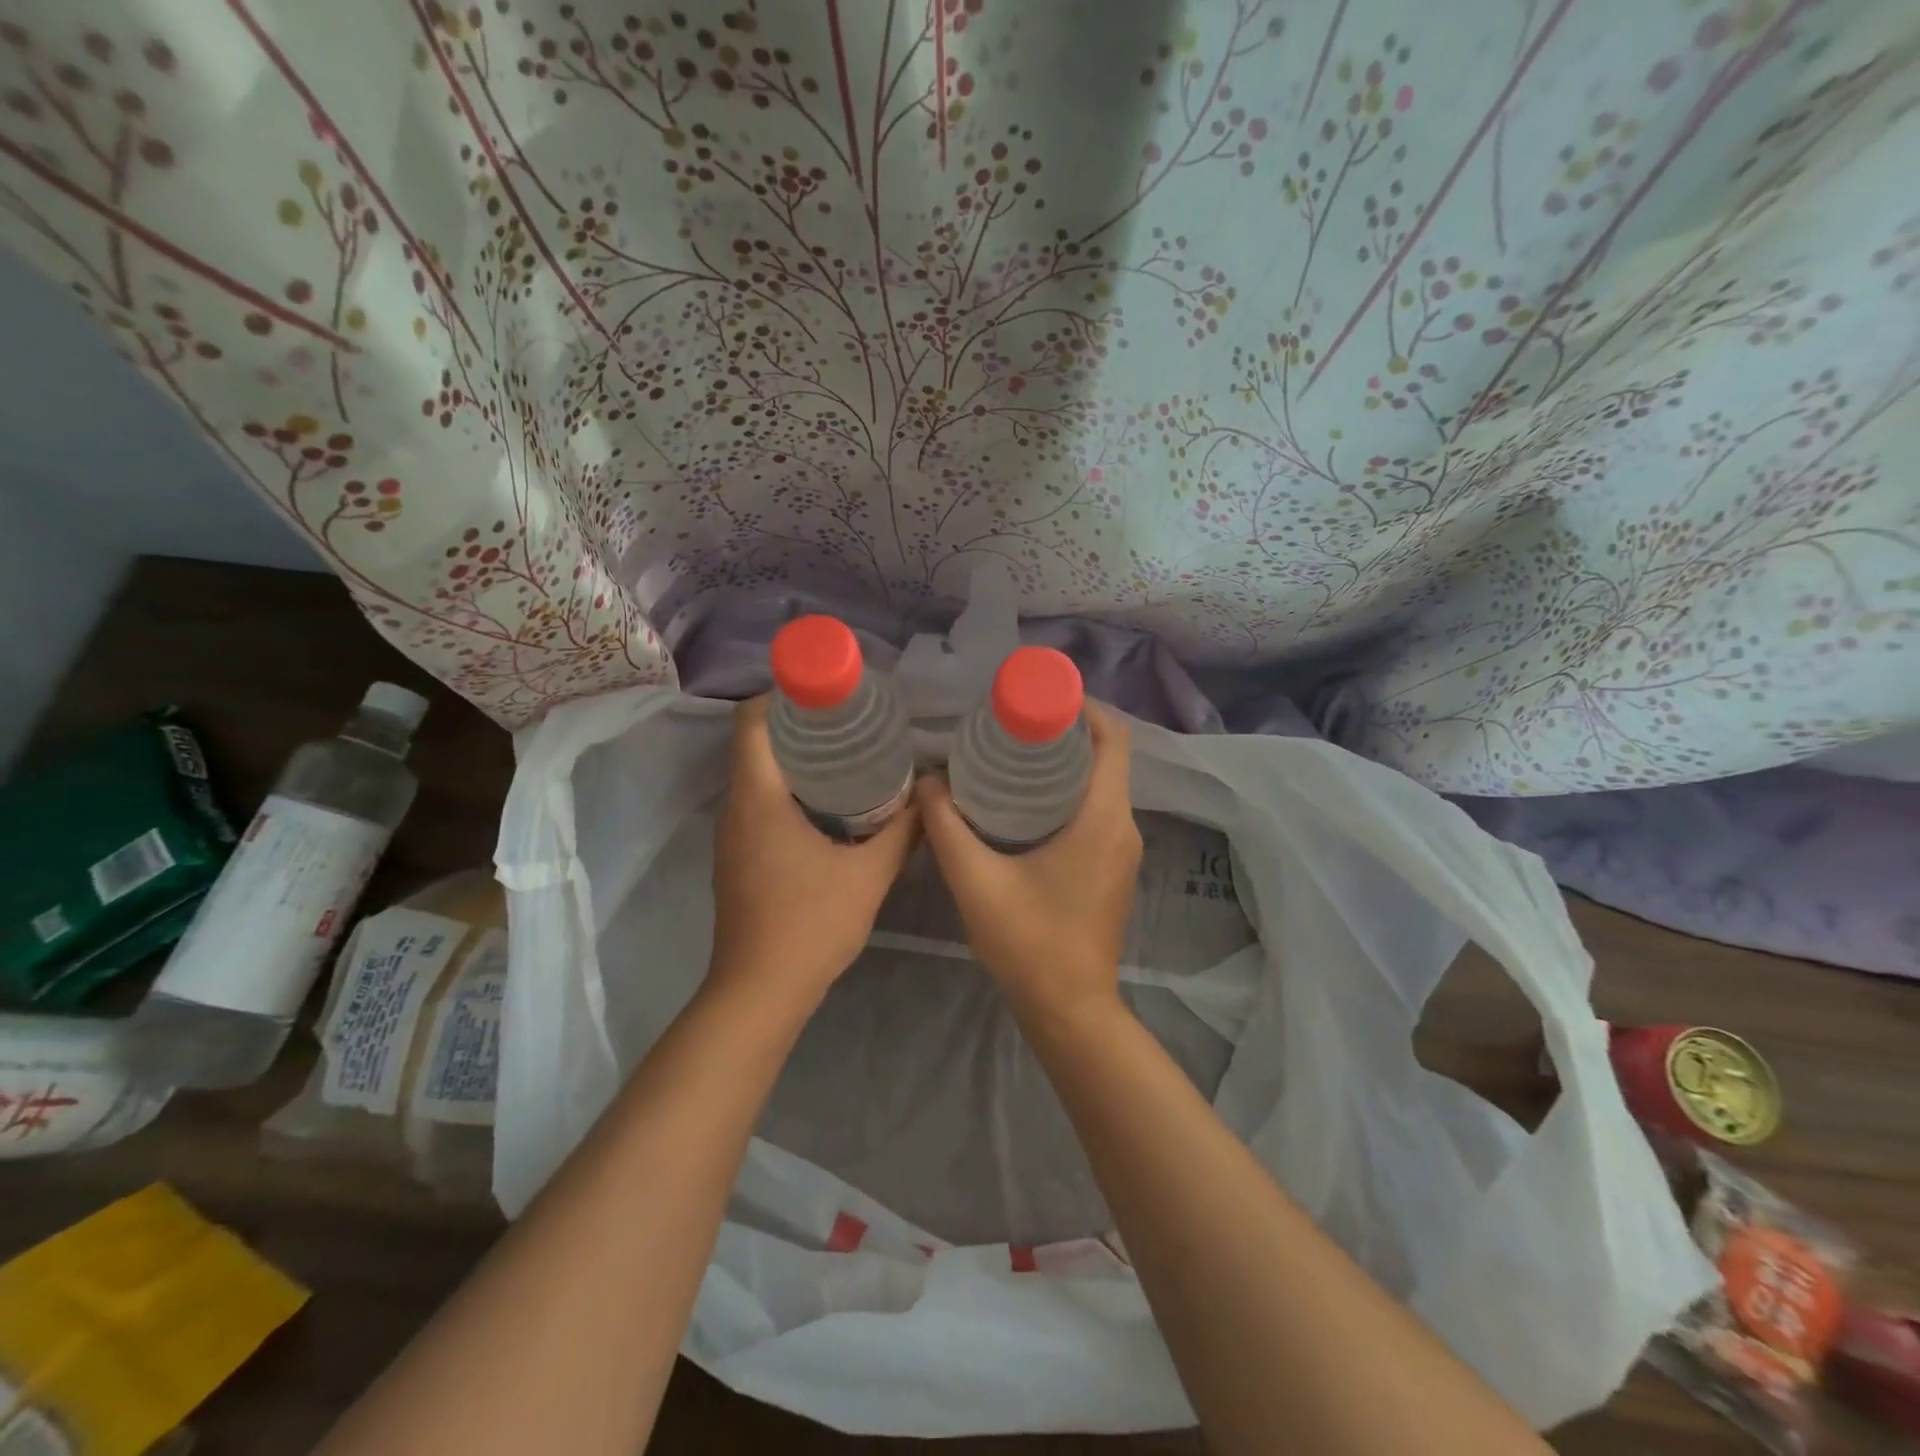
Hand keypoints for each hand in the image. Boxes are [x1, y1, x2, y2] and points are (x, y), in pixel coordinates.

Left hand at [709, 696, 919, 1000]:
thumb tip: (930, 794)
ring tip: (847, 755)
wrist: (760, 992)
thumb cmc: (810, 925)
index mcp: (758, 799)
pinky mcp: (737, 859)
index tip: (826, 690)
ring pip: (757, 777)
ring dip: (795, 760)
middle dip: (799, 725)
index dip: (782, 695)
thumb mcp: (870, 875)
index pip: (751, 722)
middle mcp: (735, 809)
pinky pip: (759, 806)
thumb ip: (903, 831)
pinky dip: (789, 792)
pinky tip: (830, 806)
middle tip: (851, 720)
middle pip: (756, 745)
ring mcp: (731, 836)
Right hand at [918, 703, 1141, 1021]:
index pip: (1112, 739)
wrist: (1070, 1010)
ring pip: (1099, 787)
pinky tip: (1021, 803)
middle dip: (1062, 733)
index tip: (1038, 696)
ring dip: (1062, 765)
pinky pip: (1095, 812)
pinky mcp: (1112, 869)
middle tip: (1009, 724)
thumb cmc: (1029, 942)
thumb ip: (946, 826)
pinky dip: (1065, 795)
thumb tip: (928, 782)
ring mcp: (1122, 850)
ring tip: (1009, 756)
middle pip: (1104, 758)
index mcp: (1103, 819)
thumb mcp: (976, 881)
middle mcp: (1123, 827)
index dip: (1083, 707)